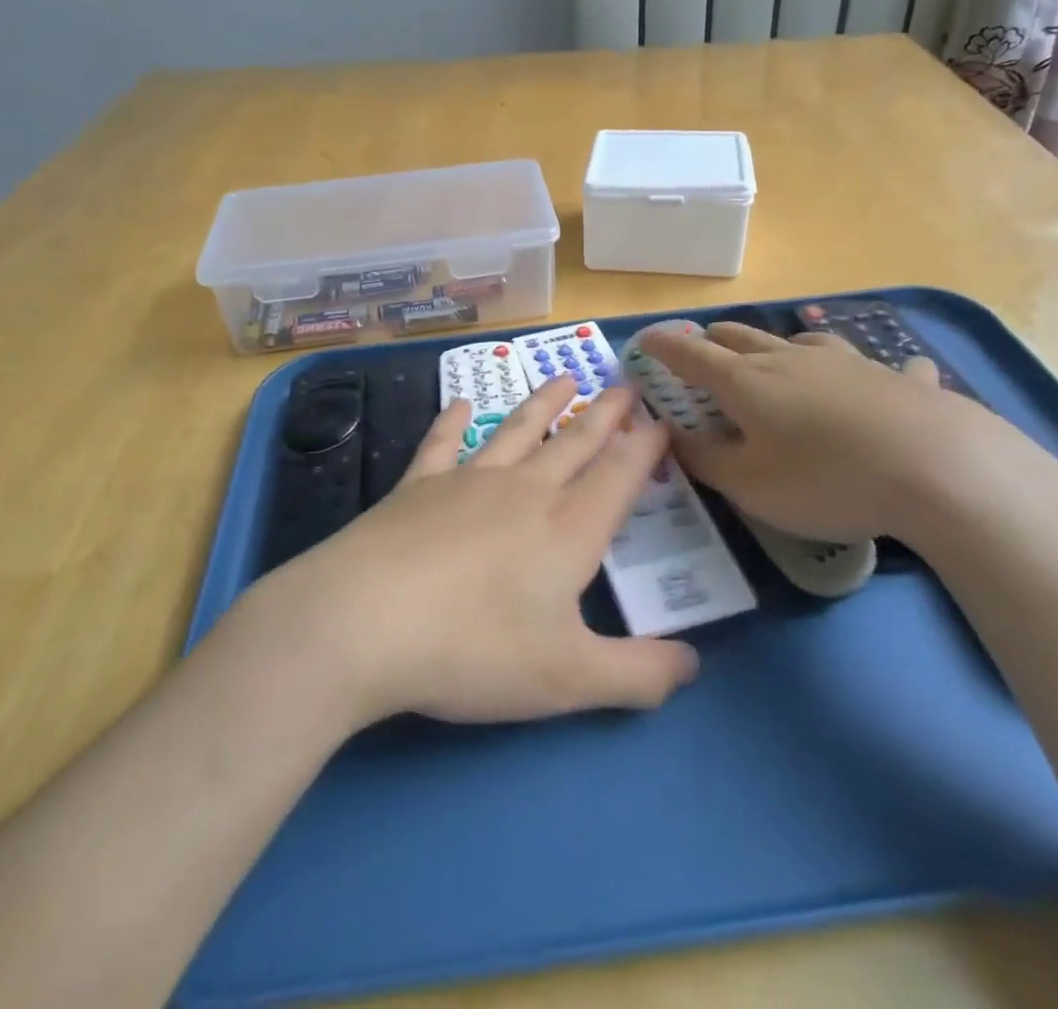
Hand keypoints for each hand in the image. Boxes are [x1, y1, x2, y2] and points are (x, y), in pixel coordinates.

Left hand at [232, 378, 698, 732]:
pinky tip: (462, 404)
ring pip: (518, 431)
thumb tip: (693, 665)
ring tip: (566, 378)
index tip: (662, 420)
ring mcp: (468, 481)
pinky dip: (453, 421)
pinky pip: (442, 443)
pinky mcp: (418, 486)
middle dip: (606, 414)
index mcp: (568, 529)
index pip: (619, 476)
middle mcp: (525, 491)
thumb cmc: (474, 650)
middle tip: (626, 385)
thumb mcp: (569, 679)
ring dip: (545, 403)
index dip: (645, 448)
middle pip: (576, 443)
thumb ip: (638, 675)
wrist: (364, 621)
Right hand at [635, 321, 1057, 549]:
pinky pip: (877, 367)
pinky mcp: (894, 378)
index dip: (662, 346)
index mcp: (746, 381)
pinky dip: (868, 373)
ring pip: (799, 341)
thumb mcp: (750, 485)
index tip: (644, 341)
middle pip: (740, 337)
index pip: (690, 354)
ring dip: (776, 346)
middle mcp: (790, 359)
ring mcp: (846, 363)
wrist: (937, 468)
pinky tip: (892, 379)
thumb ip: (704, 460)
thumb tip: (671, 434)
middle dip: (712, 341)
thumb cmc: (826, 479)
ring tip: (775, 358)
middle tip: (700, 352)